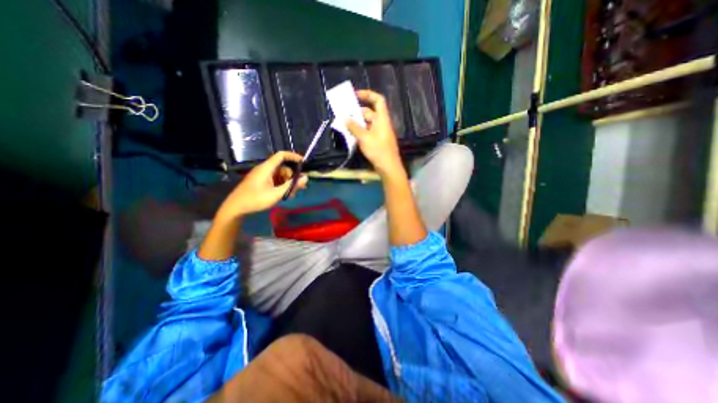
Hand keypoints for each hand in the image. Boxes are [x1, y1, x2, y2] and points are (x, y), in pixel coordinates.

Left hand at [215, 151, 306, 220]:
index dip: (293, 156)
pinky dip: (282, 186)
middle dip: (293, 177)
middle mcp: (265, 169)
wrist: (236, 208)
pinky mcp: (262, 182)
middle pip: (283, 168)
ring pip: (281, 175)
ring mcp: (263, 176)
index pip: (281, 155)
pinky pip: (276, 180)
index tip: (304, 162)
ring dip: (288, 183)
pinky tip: (285, 195)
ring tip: (291, 195)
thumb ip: (292, 186)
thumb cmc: (255, 199)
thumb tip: (306, 178)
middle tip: (300, 187)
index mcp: (267, 168)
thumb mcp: (276, 194)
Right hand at [346, 90, 403, 176]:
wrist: (388, 167)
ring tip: (344, 125)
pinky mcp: (377, 141)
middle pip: (369, 112)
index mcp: (382, 119)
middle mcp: (381, 123)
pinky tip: (351, 135)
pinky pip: (367, 132)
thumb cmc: (378, 150)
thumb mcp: (364, 138)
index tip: (355, 95)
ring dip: (356, 123)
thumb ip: (353, 127)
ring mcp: (379, 133)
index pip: (378, 100)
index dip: (368, 94)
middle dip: (357, 112)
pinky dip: (359, 131)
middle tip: (344, 115)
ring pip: (367, 123)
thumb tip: (344, 117)